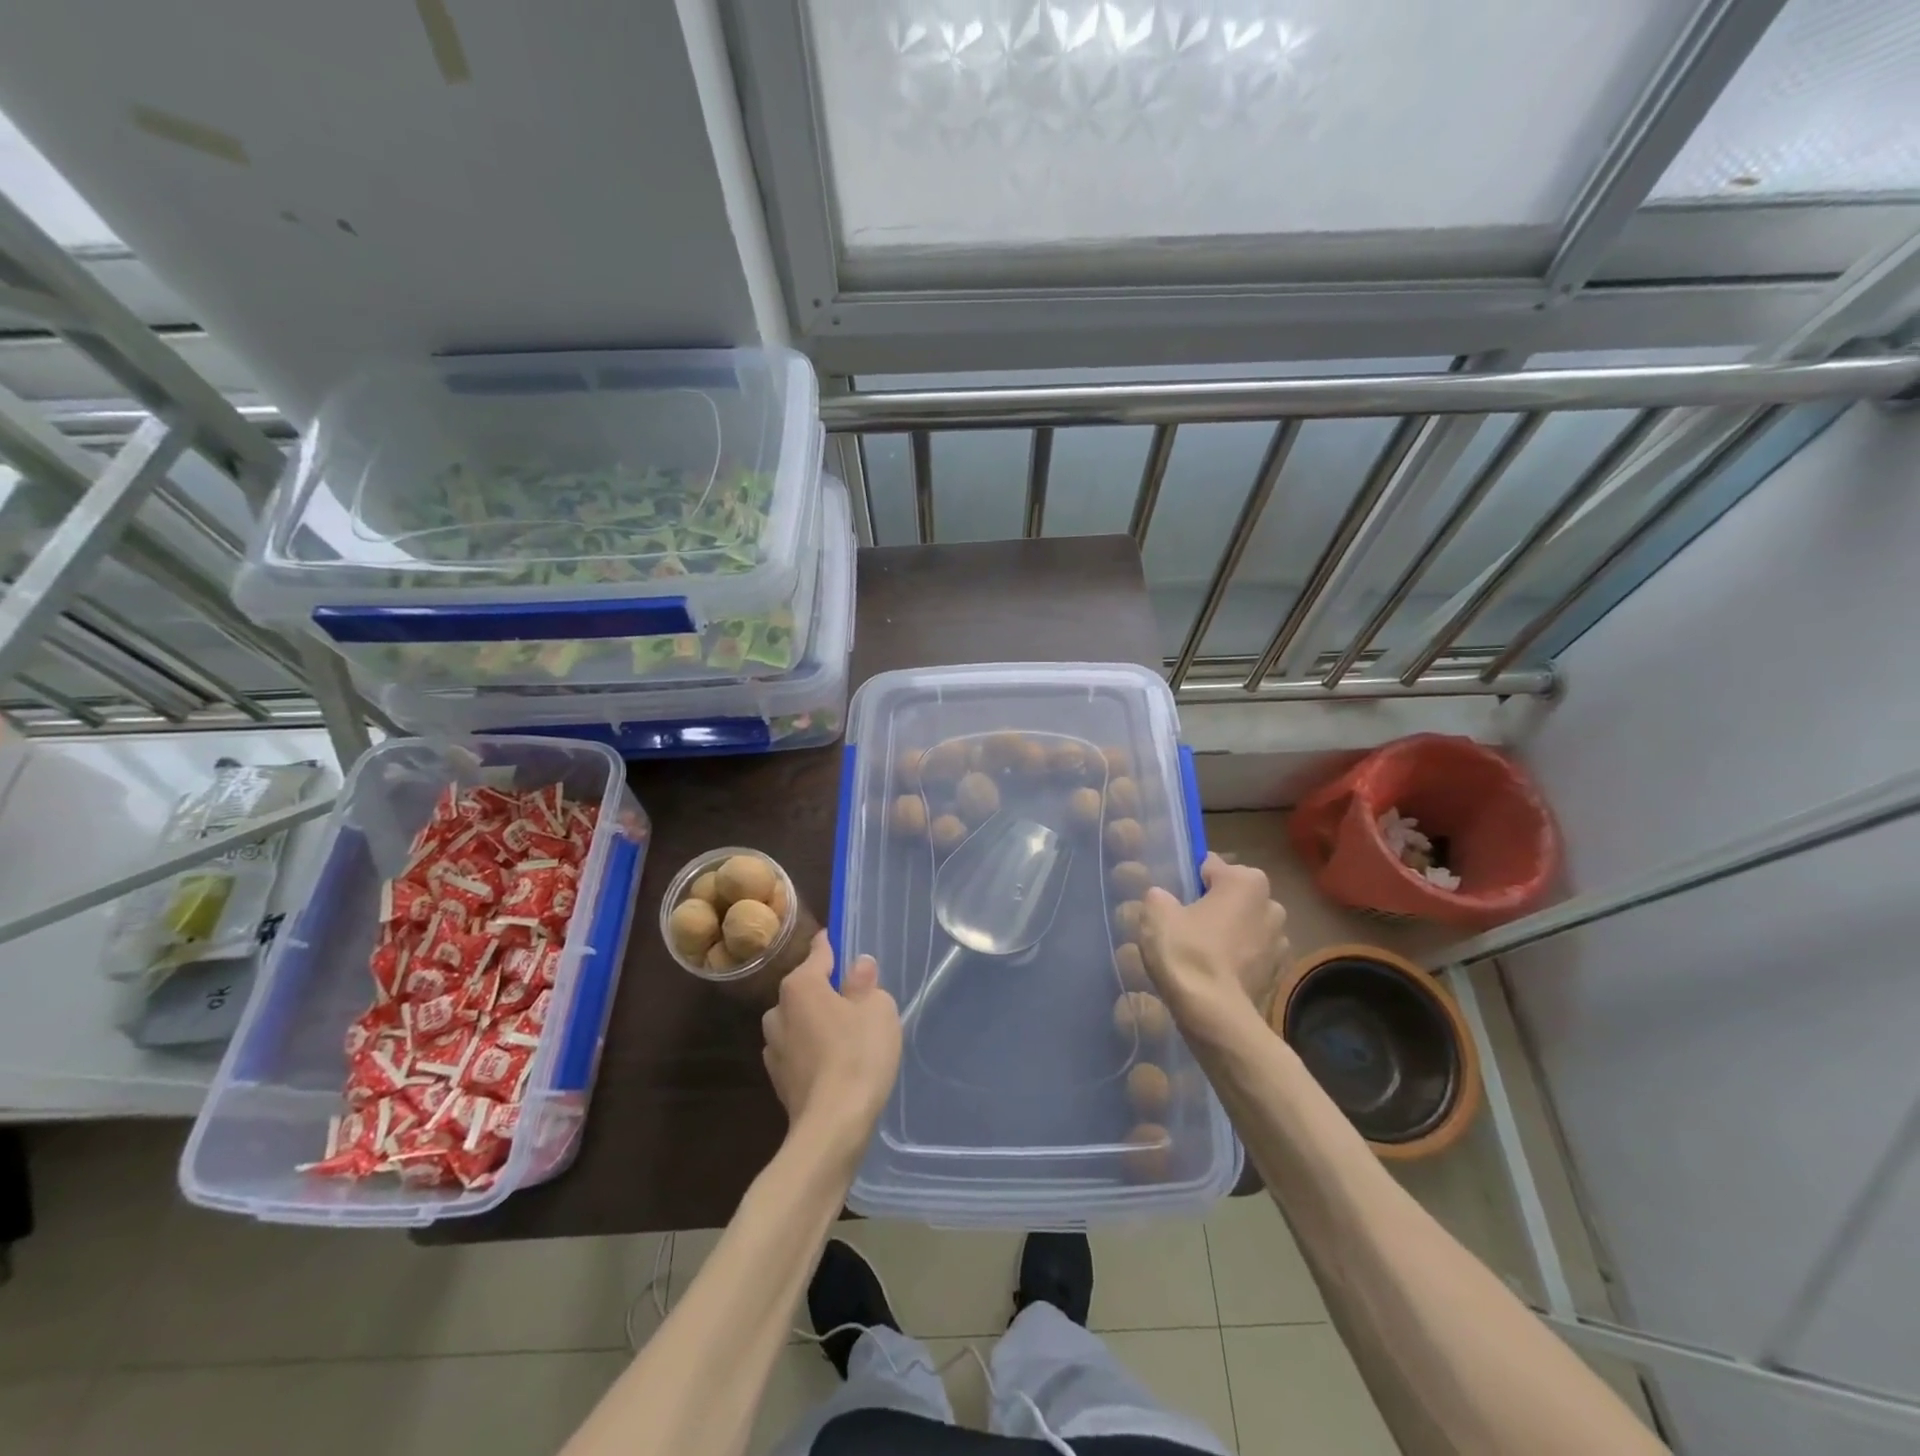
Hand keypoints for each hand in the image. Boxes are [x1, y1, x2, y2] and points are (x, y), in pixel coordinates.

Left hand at [762, 932, 901, 1170]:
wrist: (832, 1126)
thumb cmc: (858, 1055)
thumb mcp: (877, 1009)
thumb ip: (865, 983)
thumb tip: (858, 966)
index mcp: (800, 985)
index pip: (818, 952)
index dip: (831, 944)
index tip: (838, 939)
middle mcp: (779, 1010)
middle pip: (804, 988)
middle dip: (824, 989)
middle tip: (853, 998)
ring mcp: (774, 1048)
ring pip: (797, 1021)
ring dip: (814, 1022)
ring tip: (843, 1033)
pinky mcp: (778, 1080)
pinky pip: (797, 1051)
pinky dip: (811, 1051)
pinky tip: (832, 1064)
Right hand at [1140, 854, 1289, 1047]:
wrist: (1214, 1013)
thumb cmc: (1187, 952)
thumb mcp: (1156, 913)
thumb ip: (1159, 896)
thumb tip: (1164, 899)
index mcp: (1246, 881)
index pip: (1212, 866)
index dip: (1190, 879)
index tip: (1175, 897)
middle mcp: (1271, 904)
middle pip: (1234, 895)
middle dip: (1215, 904)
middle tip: (1186, 923)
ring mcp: (1280, 940)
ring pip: (1246, 925)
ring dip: (1230, 931)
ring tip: (1201, 951)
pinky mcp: (1279, 972)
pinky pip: (1252, 954)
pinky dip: (1238, 958)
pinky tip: (1215, 972)